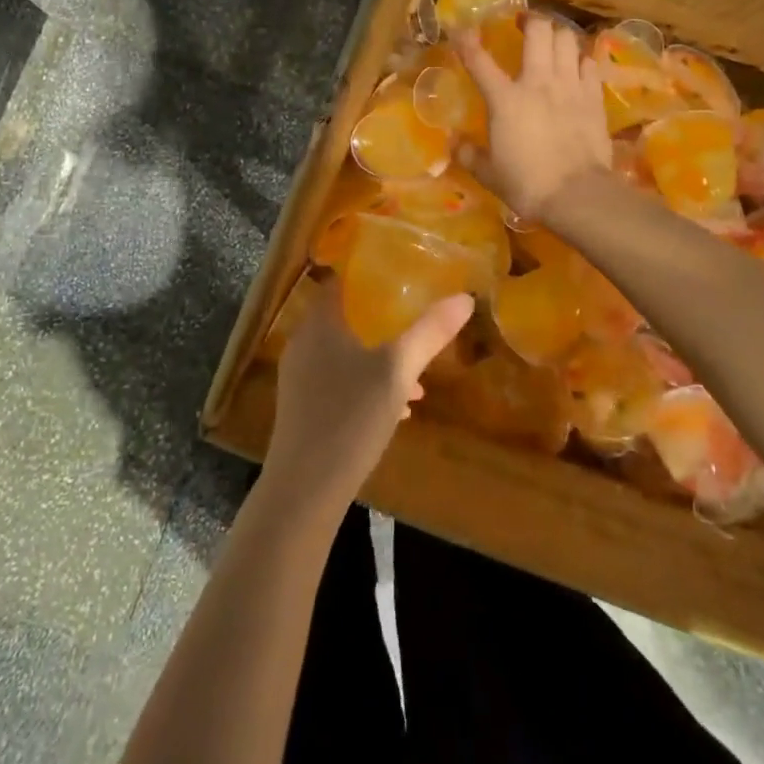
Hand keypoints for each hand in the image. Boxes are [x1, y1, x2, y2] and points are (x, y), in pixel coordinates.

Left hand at [266, 284, 472, 513]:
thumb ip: (429, 333)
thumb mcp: (397, 372)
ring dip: (379, 358)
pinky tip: (398, 409)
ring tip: (417, 376)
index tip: (399, 275)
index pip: (339, 282)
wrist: (304, 489)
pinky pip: (338, 383)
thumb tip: (464, 298)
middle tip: (415, 320)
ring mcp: (300, 378)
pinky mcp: (302, 409)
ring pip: (345, 354)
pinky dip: (366, 385)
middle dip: (381, 321)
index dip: (367, 275)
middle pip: (345, 319)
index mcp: (319, 324)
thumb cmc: (349, 417)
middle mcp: (303, 344)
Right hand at [458, 14, 611, 219]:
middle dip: (531, 21)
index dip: (466, 42)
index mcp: (504, 99)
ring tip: (552, 41)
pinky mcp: (594, 98)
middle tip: (524, 24)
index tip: (459, 30)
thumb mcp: (488, 173)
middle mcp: (538, 82)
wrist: (577, 195)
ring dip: (558, 35)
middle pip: (539, 32)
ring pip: (568, 40)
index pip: (479, 61)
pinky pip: (589, 64)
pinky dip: (581, 59)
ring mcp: (570, 86)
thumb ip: (469, 154)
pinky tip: (577, 66)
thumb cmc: (526, 184)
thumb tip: (455, 144)